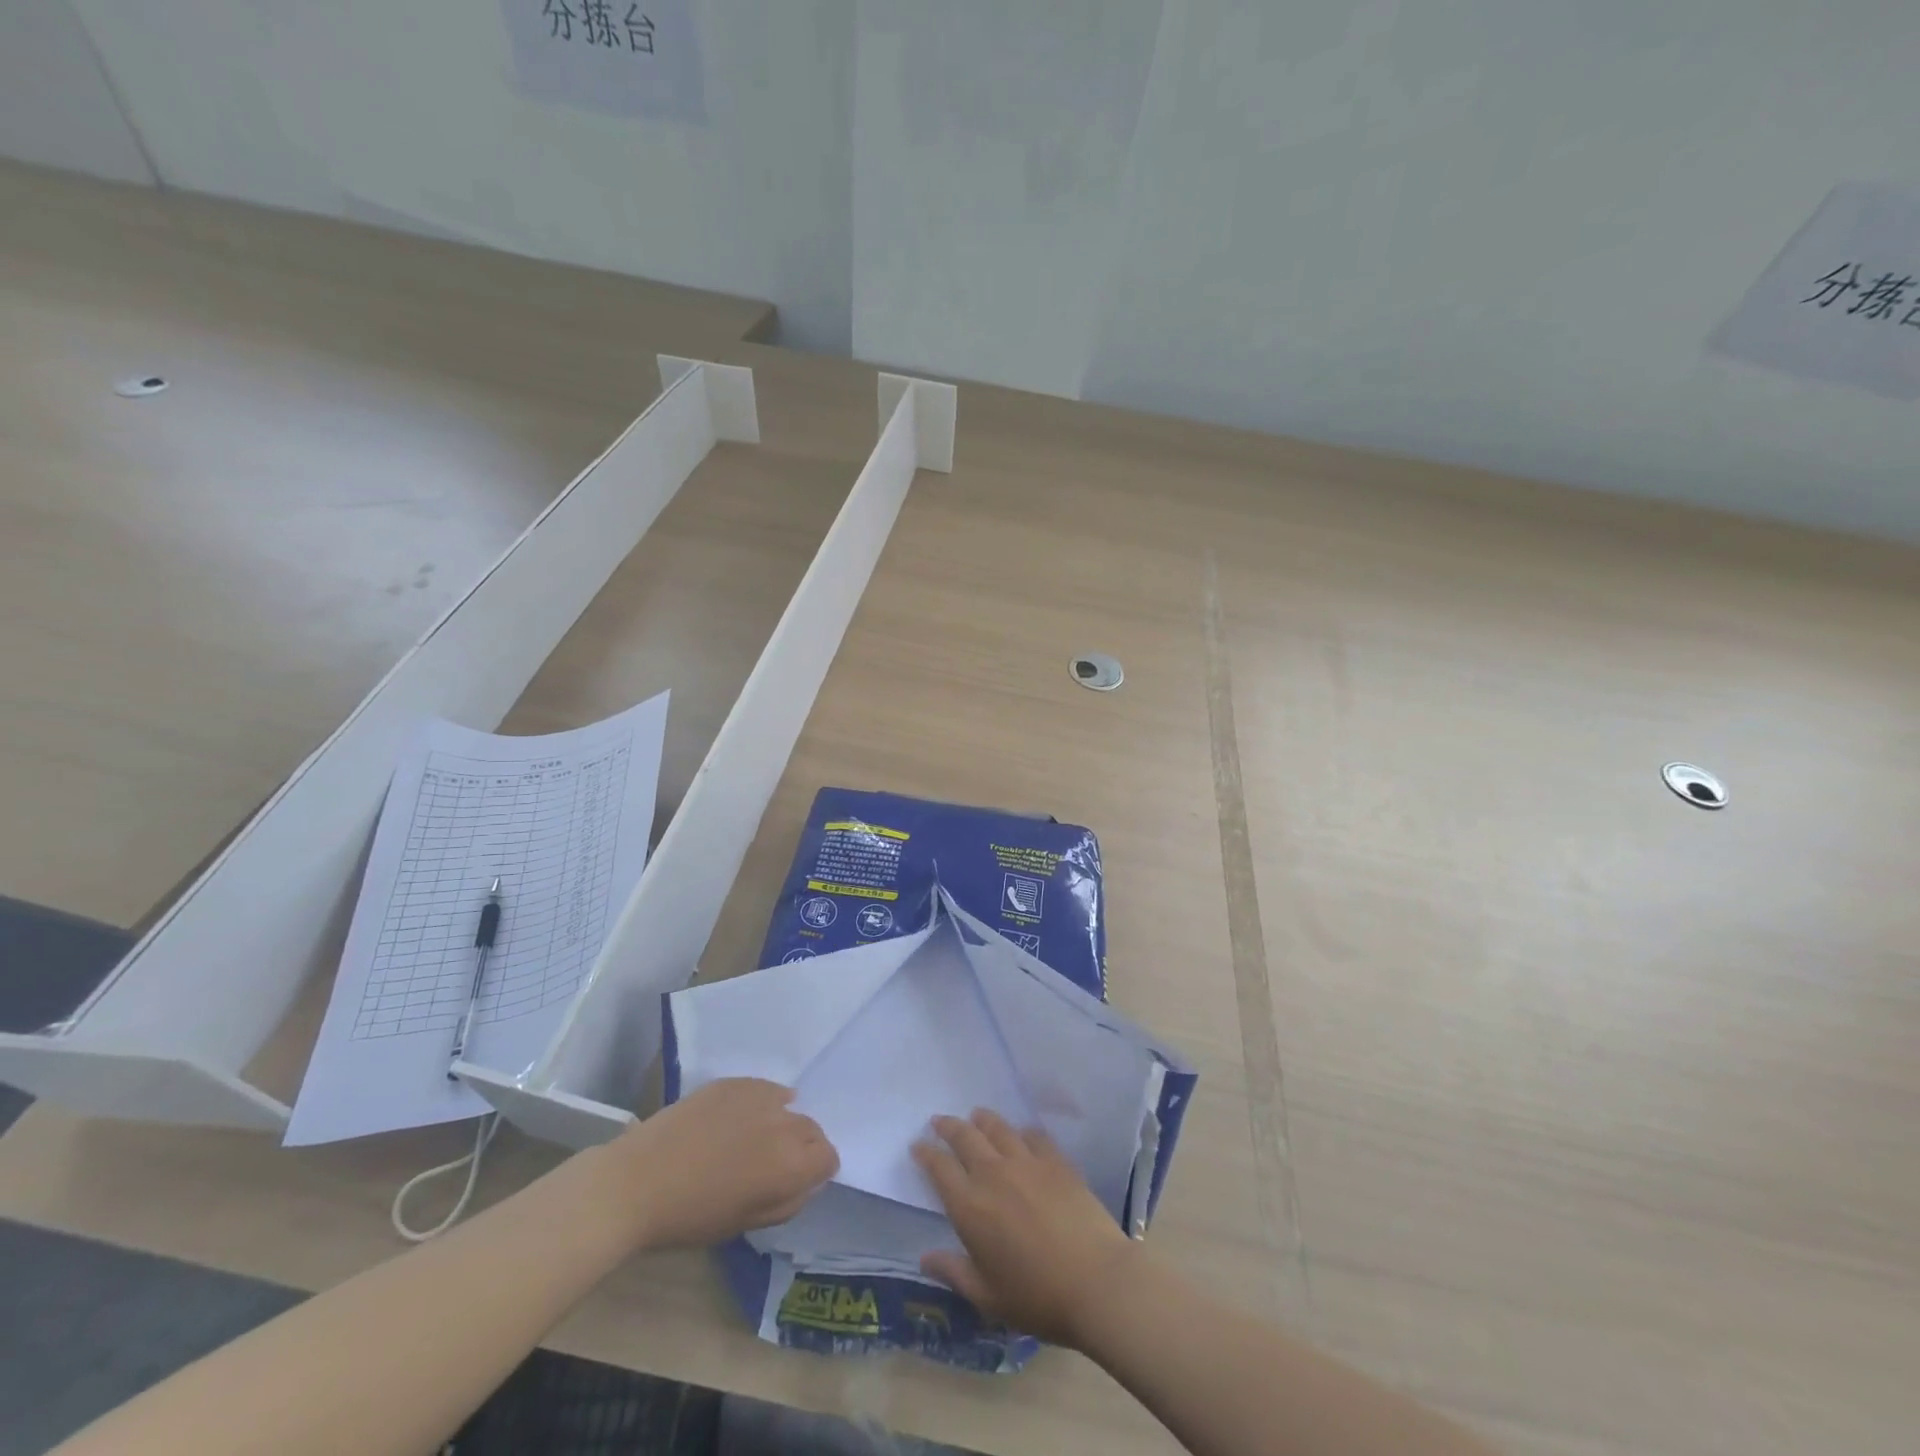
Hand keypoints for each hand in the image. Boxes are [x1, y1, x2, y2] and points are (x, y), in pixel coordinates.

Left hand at [618, 1079, 837, 1249]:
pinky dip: (763, 1102)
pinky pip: (765, 1089)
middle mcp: (785, 1124)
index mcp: (791, 1165)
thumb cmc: (690, 1216)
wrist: (637, 1182)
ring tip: (752, 1139)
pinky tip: (741, 1117)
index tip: (795, 1181)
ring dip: (781, 1122)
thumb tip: (803, 1182)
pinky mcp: (736, 1082)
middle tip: (771, 1165)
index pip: (829, 1158)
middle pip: (813, 1129)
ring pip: (790, 1106)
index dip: (816, 1172)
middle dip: (802, 1147)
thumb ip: (786, 1201)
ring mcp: (760, 1096)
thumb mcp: (745, 1223)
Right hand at [913, 1109, 1138, 1346]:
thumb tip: (925, 1258)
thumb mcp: (988, 1298)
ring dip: (982, 1119)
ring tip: (976, 1116)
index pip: (939, 1168)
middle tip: (939, 1121)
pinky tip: (1021, 1134)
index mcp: (970, 1208)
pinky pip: (1033, 1135)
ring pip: (997, 1128)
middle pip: (965, 1137)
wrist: (1096, 1282)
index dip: (926, 1153)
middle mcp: (993, 1175)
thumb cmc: (1037, 1298)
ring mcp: (1027, 1162)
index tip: (917, 1145)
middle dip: (948, 1126)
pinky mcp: (1056, 1160)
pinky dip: (1021, 1131)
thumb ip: (954, 1273)